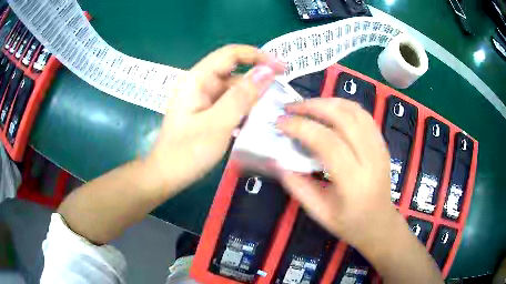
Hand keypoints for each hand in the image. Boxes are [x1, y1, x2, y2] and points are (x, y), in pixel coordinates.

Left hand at [145, 45, 284, 193]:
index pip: (230, 54)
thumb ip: (242, 96)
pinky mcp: (205, 112)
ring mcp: (201, 99)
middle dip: (257, 79)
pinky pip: (228, 103)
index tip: (281, 67)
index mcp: (197, 79)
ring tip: (270, 110)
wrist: (166, 175)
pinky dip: (242, 109)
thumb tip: (267, 71)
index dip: (257, 56)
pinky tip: (253, 120)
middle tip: (280, 94)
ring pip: (232, 89)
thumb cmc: (187, 152)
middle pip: (233, 72)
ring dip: (251, 97)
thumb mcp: (218, 123)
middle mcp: (199, 84)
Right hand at [276, 98, 395, 246]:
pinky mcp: (382, 143)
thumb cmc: (350, 224)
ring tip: (306, 105)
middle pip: (344, 118)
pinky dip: (343, 106)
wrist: (380, 224)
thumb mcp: (319, 213)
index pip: (328, 142)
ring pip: (356, 111)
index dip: (301, 127)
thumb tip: (277, 160)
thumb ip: (298, 186)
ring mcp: (380, 148)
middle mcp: (371, 159)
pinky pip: (364, 115)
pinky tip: (328, 110)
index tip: (280, 122)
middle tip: (291, 107)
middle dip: (313, 106)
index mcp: (354, 182)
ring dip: (328, 102)